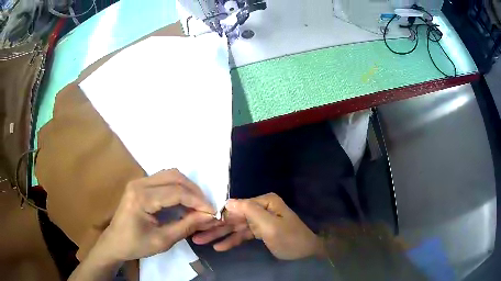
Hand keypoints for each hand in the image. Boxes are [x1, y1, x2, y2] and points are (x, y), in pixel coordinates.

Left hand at [97, 169, 216, 262]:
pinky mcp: (140, 185)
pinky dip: (177, 188)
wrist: (114, 243)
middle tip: (206, 207)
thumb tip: (209, 216)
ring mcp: (138, 182)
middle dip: (194, 191)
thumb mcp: (163, 240)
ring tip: (197, 204)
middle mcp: (139, 183)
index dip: (197, 201)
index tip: (212, 212)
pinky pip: (163, 179)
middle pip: (174, 176)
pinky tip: (183, 201)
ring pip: (170, 175)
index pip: (176, 192)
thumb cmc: (136, 245)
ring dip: (187, 187)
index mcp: (141, 198)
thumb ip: (186, 226)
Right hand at [192, 193, 324, 259]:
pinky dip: (231, 241)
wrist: (306, 254)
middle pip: (234, 218)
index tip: (200, 222)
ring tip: (200, 241)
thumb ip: (249, 211)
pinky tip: (219, 247)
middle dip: (215, 227)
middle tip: (196, 234)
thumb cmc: (290, 238)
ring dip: (219, 235)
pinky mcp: (260, 232)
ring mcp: (260, 221)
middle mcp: (260, 209)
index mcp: (264, 202)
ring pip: (236, 228)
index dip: (218, 215)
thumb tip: (228, 201)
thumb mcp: (270, 225)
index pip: (236, 207)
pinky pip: (242, 235)